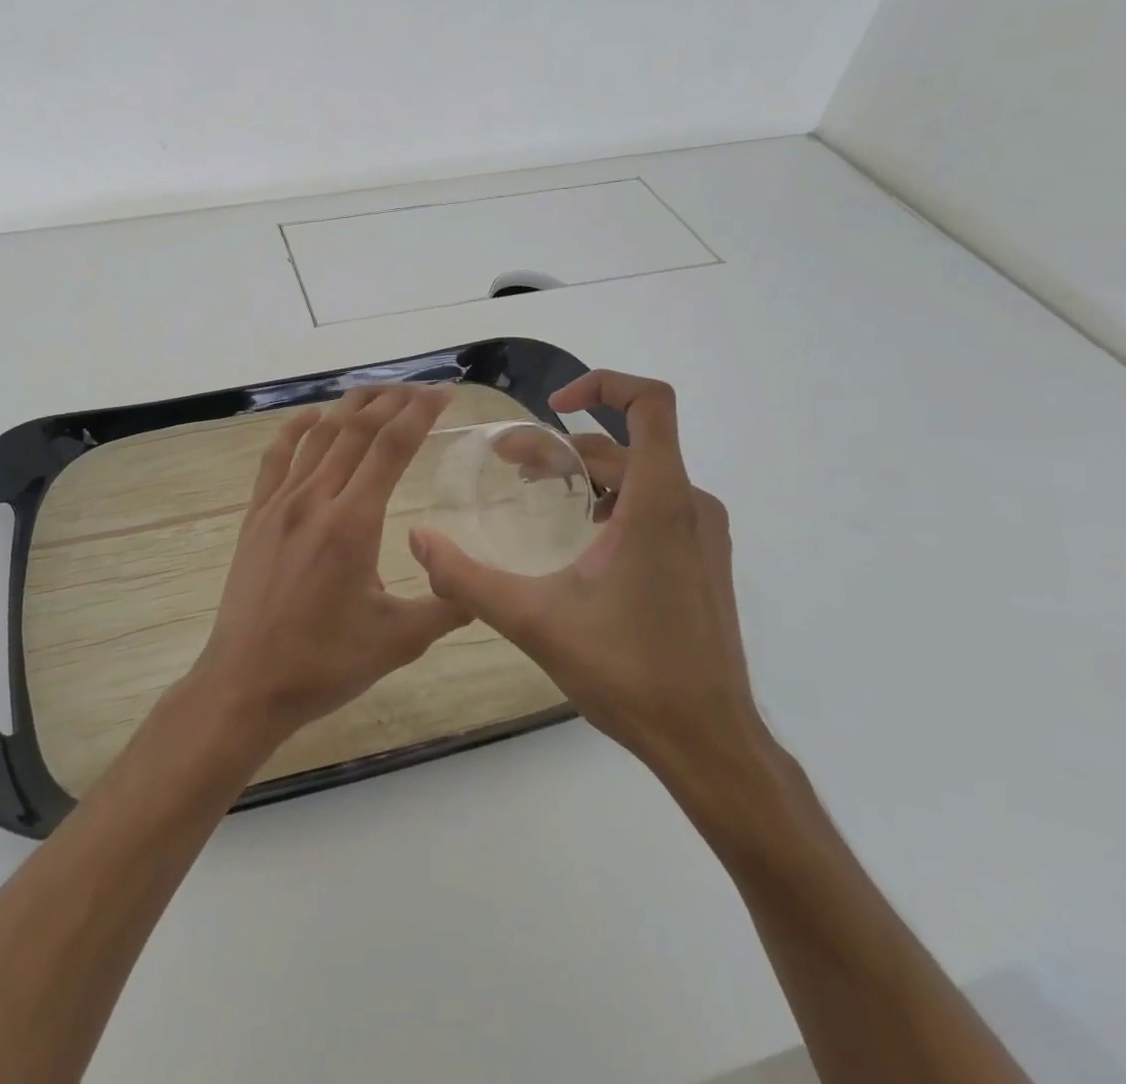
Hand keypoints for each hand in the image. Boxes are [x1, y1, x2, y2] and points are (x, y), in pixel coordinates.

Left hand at [188, 384, 468, 743]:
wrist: (247, 682)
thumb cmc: (324, 663)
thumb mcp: (399, 640)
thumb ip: (448, 605)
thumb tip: (484, 585)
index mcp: (354, 524)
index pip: (392, 447)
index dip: (420, 413)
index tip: (443, 394)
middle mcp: (316, 500)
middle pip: (356, 430)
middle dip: (392, 401)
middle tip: (420, 388)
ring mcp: (280, 504)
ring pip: (319, 436)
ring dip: (350, 408)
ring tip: (378, 393)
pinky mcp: (256, 516)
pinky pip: (275, 458)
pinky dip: (295, 429)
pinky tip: (312, 416)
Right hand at [409, 371, 763, 786]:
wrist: (708, 742)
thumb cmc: (627, 673)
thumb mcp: (533, 621)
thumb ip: (467, 578)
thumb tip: (418, 540)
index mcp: (658, 502)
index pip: (650, 402)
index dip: (602, 384)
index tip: (553, 406)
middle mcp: (689, 504)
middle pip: (623, 444)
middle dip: (561, 446)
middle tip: (508, 464)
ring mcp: (702, 532)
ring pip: (638, 474)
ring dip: (584, 472)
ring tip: (534, 491)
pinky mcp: (704, 558)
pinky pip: (655, 503)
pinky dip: (610, 499)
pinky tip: (576, 535)